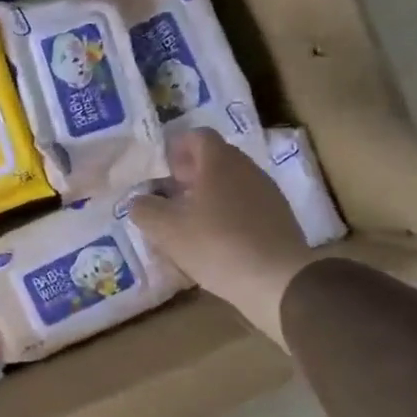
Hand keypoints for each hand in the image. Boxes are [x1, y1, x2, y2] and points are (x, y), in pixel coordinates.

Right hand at [128, 129, 314, 348]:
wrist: (278, 280)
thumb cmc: (216, 244)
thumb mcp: (165, 229)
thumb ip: (144, 209)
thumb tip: (139, 201)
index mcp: (220, 161)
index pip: (197, 136)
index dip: (176, 148)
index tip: (160, 169)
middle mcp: (247, 169)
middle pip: (214, 159)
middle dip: (189, 174)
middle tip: (167, 196)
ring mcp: (267, 193)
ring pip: (230, 184)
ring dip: (207, 195)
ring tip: (187, 221)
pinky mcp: (278, 219)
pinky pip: (245, 206)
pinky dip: (226, 214)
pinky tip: (213, 241)